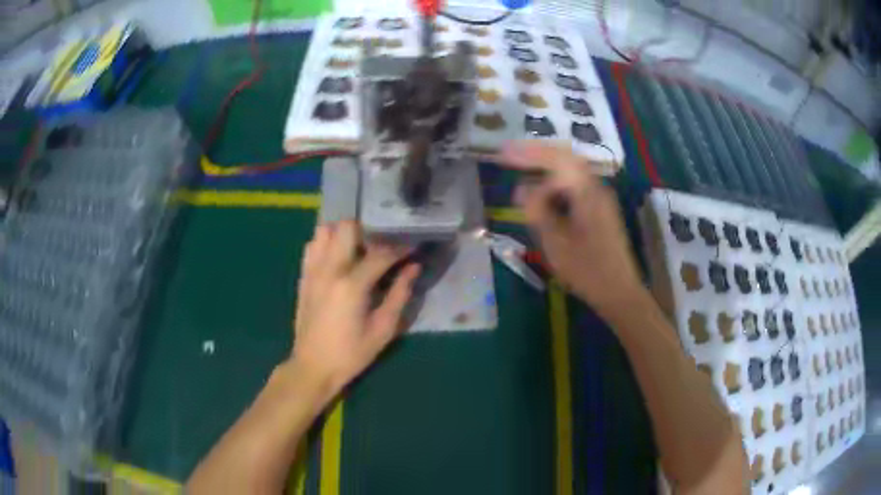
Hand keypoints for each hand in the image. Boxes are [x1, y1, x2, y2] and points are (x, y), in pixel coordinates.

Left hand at [290, 220, 419, 404]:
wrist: (313, 366)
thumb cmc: (351, 353)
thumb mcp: (383, 329)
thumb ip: (399, 294)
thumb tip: (413, 268)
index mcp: (352, 285)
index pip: (380, 253)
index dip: (400, 248)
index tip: (412, 248)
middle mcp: (329, 269)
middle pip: (347, 227)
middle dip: (368, 231)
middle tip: (380, 247)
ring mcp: (312, 270)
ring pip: (326, 230)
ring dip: (344, 234)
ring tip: (358, 250)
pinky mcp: (303, 276)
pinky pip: (312, 245)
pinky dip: (326, 243)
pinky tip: (338, 259)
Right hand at [497, 141, 644, 320]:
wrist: (619, 291)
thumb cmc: (587, 269)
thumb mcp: (555, 241)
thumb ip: (538, 209)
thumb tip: (522, 188)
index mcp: (586, 191)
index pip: (555, 158)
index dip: (527, 153)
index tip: (502, 153)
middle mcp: (596, 187)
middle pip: (564, 159)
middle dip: (535, 155)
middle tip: (509, 156)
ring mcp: (600, 198)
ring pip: (569, 172)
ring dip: (544, 169)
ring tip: (521, 172)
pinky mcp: (600, 210)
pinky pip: (574, 186)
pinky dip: (554, 184)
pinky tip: (542, 195)